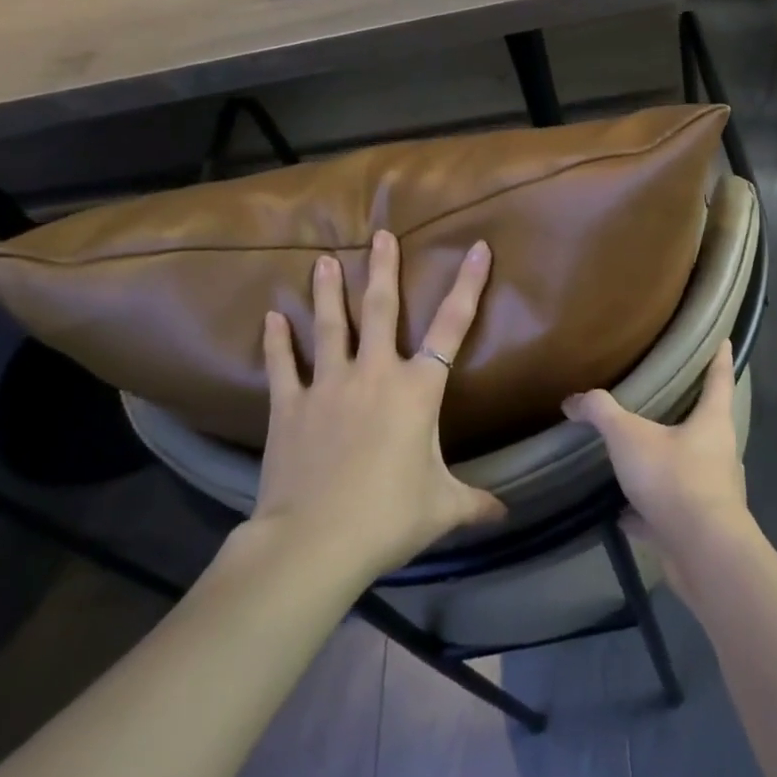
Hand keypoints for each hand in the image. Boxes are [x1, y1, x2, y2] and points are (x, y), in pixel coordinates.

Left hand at [250, 229, 505, 580]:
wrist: (313, 542)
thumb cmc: (388, 517)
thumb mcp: (442, 509)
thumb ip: (476, 504)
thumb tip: (506, 515)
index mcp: (417, 389)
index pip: (453, 326)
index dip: (469, 284)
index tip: (478, 247)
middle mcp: (374, 374)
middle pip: (380, 309)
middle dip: (382, 269)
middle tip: (380, 234)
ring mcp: (328, 386)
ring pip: (329, 327)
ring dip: (327, 292)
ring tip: (322, 260)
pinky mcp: (289, 407)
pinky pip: (282, 366)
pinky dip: (276, 342)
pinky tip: (270, 317)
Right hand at [563, 342, 753, 588]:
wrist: (701, 552)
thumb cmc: (674, 478)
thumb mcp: (630, 437)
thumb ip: (602, 413)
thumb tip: (573, 399)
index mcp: (712, 422)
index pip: (719, 379)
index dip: (720, 358)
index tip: (725, 340)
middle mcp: (719, 453)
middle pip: (706, 424)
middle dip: (689, 413)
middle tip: (666, 399)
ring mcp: (711, 492)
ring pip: (688, 469)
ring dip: (665, 464)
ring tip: (638, 458)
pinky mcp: (698, 526)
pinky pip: (669, 511)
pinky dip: (648, 512)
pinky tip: (624, 515)